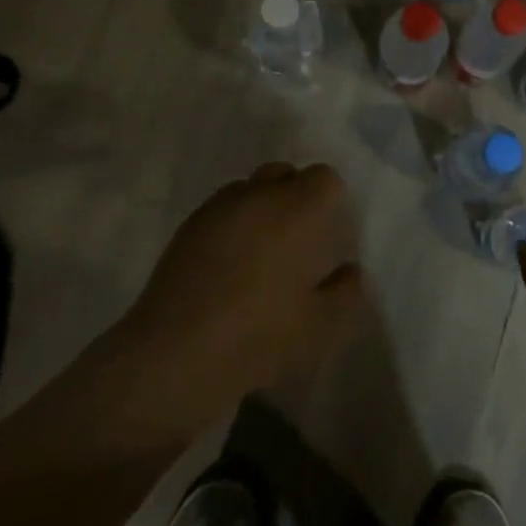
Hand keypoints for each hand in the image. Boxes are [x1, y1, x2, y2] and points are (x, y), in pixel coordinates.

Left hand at [112, 162, 364, 422]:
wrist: (175, 353)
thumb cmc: (259, 335)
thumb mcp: (321, 327)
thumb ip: (346, 293)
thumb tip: (351, 270)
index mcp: (297, 210)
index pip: (324, 178)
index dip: (330, 200)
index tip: (329, 232)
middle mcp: (258, 195)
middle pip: (285, 173)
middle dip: (295, 196)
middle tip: (298, 240)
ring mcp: (218, 208)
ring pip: (250, 188)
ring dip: (261, 207)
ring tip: (261, 252)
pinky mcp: (188, 227)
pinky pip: (221, 210)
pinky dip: (232, 225)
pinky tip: (228, 265)